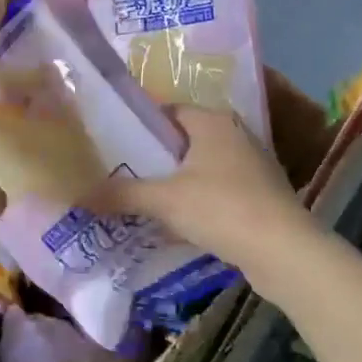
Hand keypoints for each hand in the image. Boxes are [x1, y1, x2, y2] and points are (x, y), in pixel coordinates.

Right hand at [85, 106, 309, 277]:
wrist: (284, 251)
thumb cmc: (221, 208)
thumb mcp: (163, 200)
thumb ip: (121, 194)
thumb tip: (77, 193)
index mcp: (212, 121)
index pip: (168, 110)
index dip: (139, 124)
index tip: (111, 140)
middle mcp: (234, 134)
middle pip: (184, 139)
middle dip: (154, 156)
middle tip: (117, 170)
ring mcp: (251, 165)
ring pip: (201, 166)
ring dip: (175, 180)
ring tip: (139, 196)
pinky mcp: (259, 194)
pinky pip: (216, 189)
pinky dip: (196, 199)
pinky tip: (175, 220)